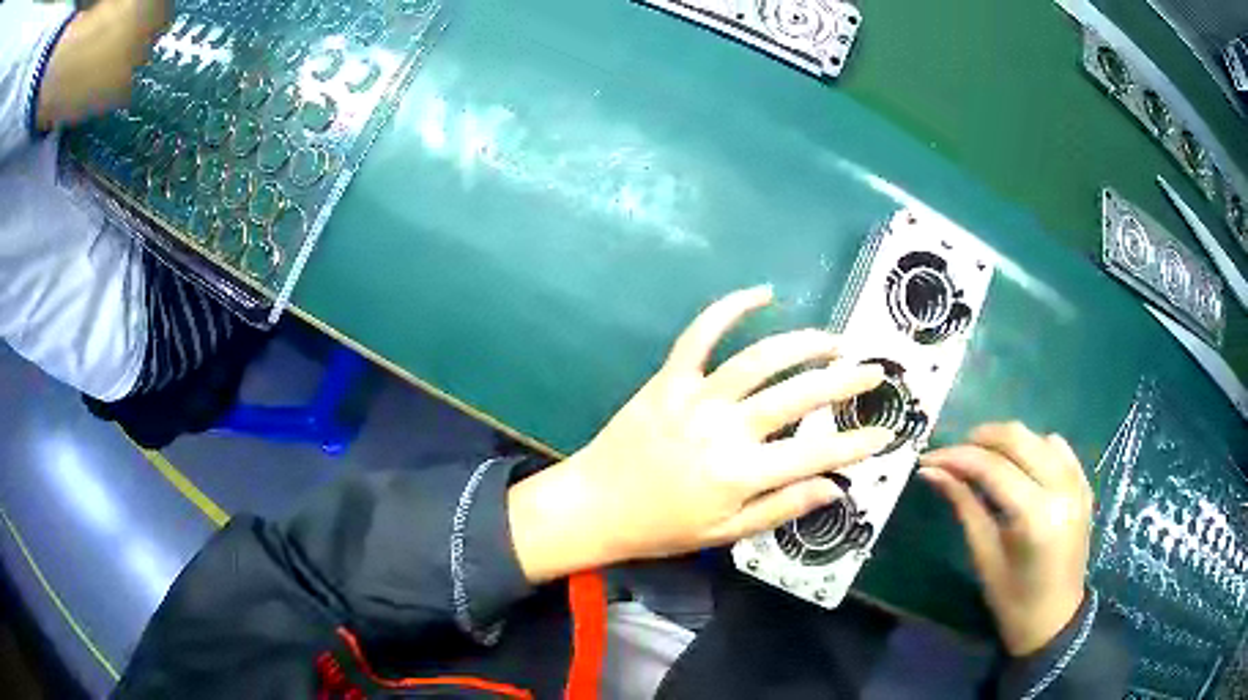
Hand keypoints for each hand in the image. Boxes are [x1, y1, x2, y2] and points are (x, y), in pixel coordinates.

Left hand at [509, 287, 893, 582]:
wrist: (595, 505)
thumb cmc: (662, 528)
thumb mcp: (726, 533)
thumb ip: (782, 507)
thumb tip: (835, 488)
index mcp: (741, 474)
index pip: (815, 454)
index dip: (856, 444)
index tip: (885, 433)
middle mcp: (725, 429)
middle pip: (798, 397)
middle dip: (844, 382)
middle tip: (872, 371)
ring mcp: (696, 397)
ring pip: (760, 359)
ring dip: (803, 344)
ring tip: (833, 341)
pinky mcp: (669, 378)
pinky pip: (701, 334)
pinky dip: (730, 308)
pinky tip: (762, 294)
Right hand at [918, 423, 1092, 656]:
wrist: (1054, 620)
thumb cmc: (1012, 600)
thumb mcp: (984, 556)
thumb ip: (964, 505)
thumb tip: (932, 472)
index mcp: (1035, 516)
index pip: (992, 467)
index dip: (957, 457)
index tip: (928, 458)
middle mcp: (1061, 489)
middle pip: (1018, 438)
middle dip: (980, 438)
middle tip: (953, 454)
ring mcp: (1077, 483)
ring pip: (1038, 437)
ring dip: (1007, 441)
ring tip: (984, 459)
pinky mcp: (1084, 484)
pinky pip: (1059, 448)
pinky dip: (1034, 447)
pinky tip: (1019, 465)